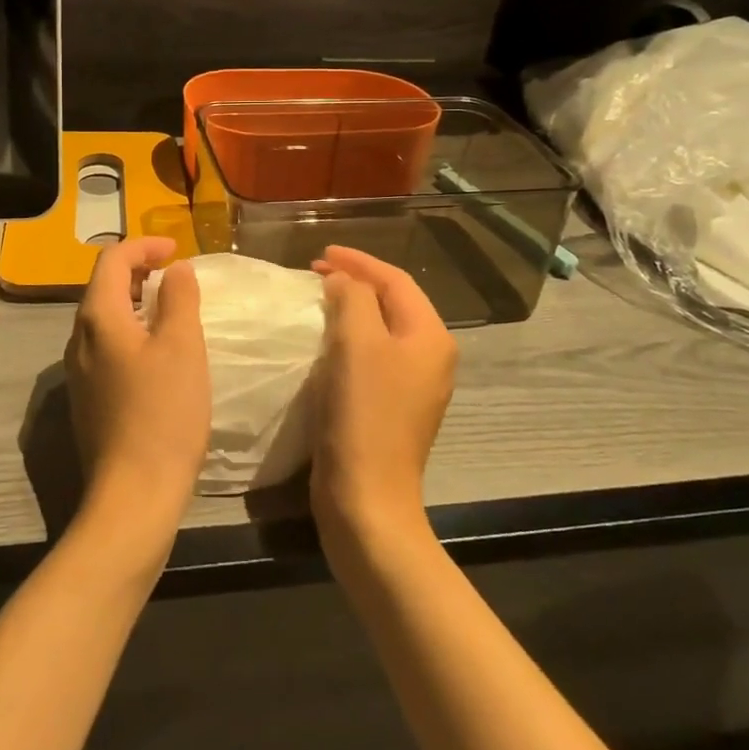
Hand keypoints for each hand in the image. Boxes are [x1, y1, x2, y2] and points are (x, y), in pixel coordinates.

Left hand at [64, 237, 209, 538]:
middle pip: (103, 286)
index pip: (112, 259)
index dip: (144, 246)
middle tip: (176, 276)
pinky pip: (106, 346)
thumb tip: (175, 269)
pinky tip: (158, 352)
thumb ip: (179, 298)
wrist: (133, 495)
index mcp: (98, 318)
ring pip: (104, 318)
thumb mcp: (182, 347)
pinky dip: (131, 331)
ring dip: (136, 302)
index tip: (178, 250)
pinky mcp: (88, 397)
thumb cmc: (163, 413)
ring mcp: (79, 371)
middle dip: (139, 271)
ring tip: (172, 309)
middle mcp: (79, 339)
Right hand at [307, 246, 456, 539]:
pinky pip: (373, 356)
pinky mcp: (392, 408)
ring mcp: (414, 386)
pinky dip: (350, 338)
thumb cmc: (363, 413)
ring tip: (319, 298)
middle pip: (394, 302)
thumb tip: (343, 282)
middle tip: (316, 271)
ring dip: (352, 309)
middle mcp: (431, 358)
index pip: (396, 281)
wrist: (366, 497)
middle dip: (356, 282)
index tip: (320, 252)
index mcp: (431, 337)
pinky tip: (326, 341)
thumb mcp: (357, 342)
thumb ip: (352, 297)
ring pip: (382, 329)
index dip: (359, 261)